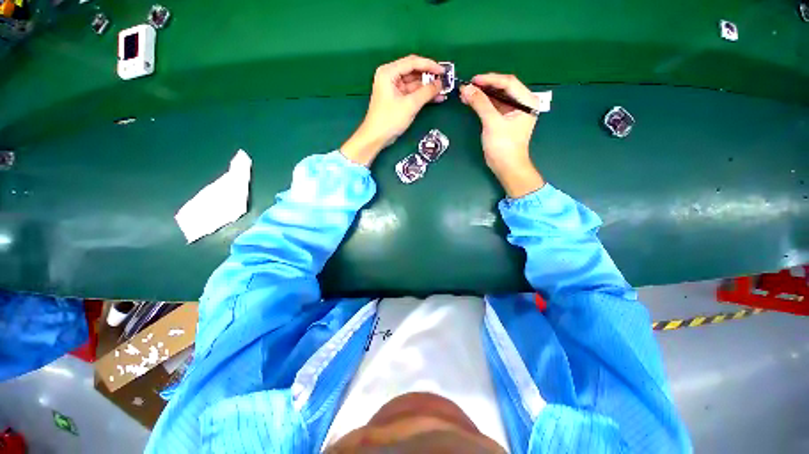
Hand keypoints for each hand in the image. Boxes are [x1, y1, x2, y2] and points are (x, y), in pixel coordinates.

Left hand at [341, 55, 444, 166]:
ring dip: (428, 88)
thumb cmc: (390, 120)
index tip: (443, 71)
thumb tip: (441, 84)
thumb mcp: (410, 105)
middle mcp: (390, 76)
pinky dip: (423, 95)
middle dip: (430, 77)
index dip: (430, 65)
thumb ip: (426, 92)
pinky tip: (436, 98)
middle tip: (446, 81)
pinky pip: (413, 93)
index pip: (413, 62)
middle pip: (414, 72)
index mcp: (389, 72)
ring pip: (415, 83)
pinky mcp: (397, 98)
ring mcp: (394, 88)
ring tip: (444, 91)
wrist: (376, 137)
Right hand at [460, 73, 544, 197]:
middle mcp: (522, 103)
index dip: (489, 79)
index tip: (473, 80)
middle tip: (467, 87)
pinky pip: (493, 107)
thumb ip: (480, 104)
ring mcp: (513, 111)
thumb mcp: (492, 123)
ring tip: (466, 93)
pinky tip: (471, 102)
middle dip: (484, 87)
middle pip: (502, 88)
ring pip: (496, 97)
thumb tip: (466, 89)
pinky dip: (482, 104)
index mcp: (526, 101)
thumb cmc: (504, 146)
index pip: (508, 82)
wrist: (507, 167)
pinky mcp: (505, 119)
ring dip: (481, 95)